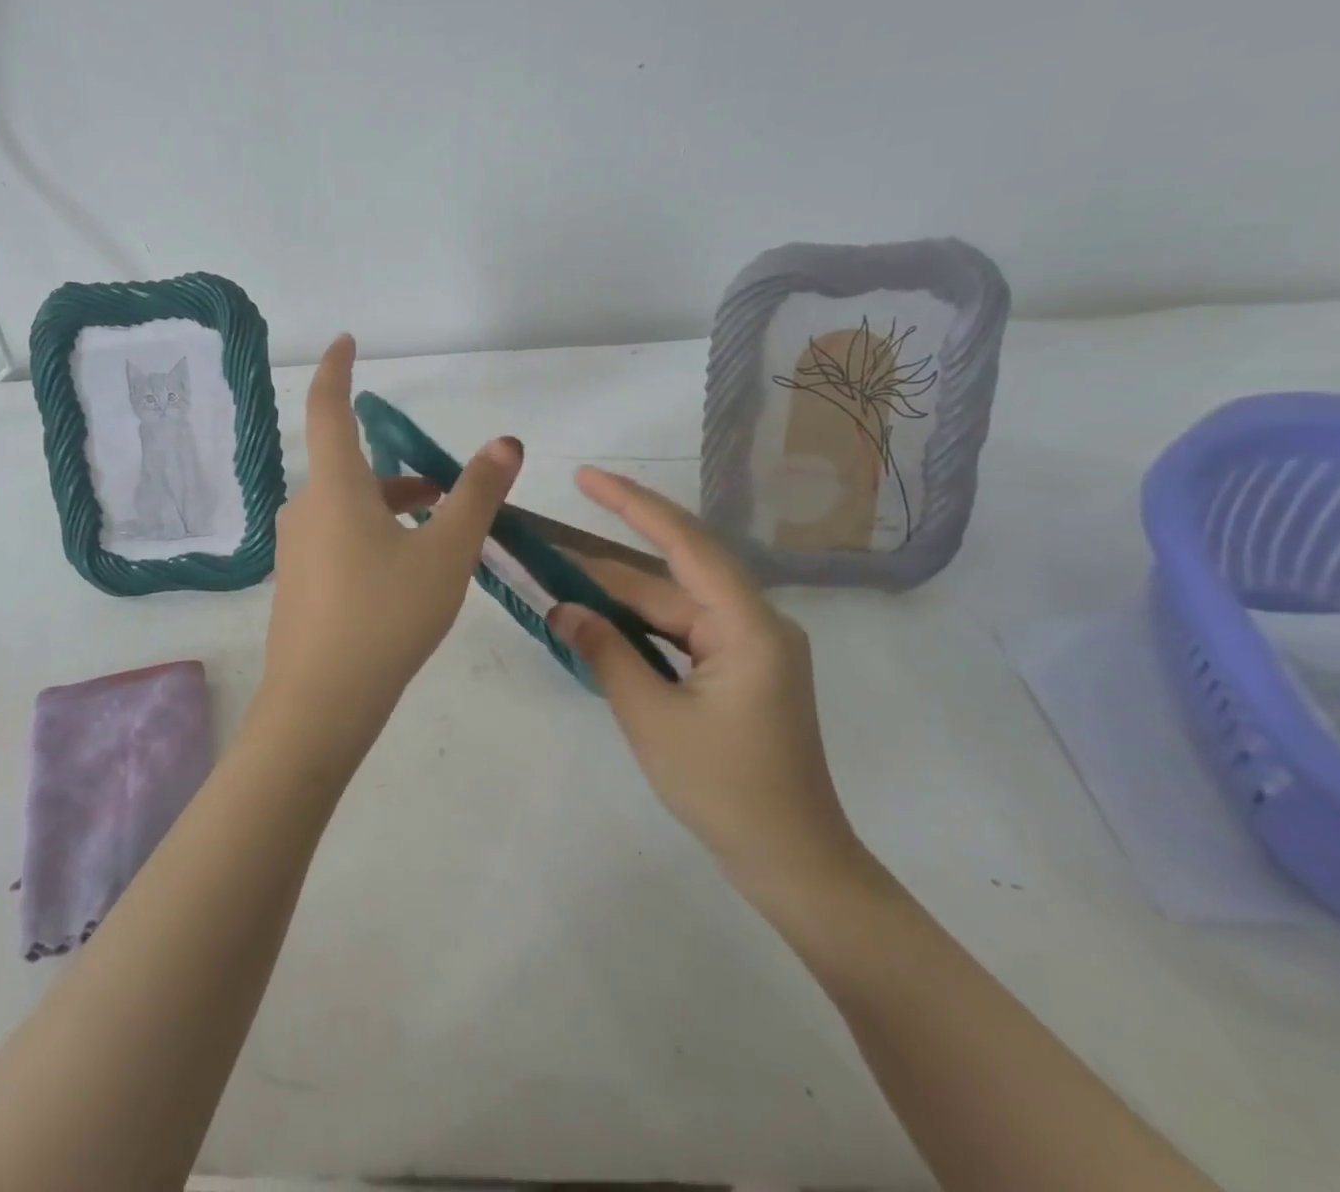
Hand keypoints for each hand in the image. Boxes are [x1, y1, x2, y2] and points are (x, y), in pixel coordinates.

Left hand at [252, 335, 522, 766]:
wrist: (321, 704)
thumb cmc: (386, 616)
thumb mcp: (446, 553)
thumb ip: (477, 494)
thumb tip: (505, 442)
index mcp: (335, 487)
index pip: (328, 407)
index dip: (337, 369)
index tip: (346, 341)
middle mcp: (306, 508)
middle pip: (350, 467)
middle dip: (397, 469)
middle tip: (445, 488)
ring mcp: (297, 549)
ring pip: (347, 507)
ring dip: (390, 506)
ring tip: (438, 533)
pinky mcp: (299, 583)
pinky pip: (338, 539)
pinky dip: (372, 535)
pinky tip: (402, 574)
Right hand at [548, 468, 869, 916]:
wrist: (792, 863)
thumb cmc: (725, 790)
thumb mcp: (652, 718)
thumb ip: (605, 652)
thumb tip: (560, 607)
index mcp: (747, 625)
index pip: (684, 545)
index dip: (632, 505)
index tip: (586, 477)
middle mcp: (754, 622)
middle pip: (672, 574)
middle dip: (607, 558)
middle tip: (546, 541)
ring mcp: (749, 647)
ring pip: (673, 603)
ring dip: (618, 593)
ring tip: (559, 574)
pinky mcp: (739, 669)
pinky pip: (681, 631)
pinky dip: (639, 624)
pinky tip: (600, 618)